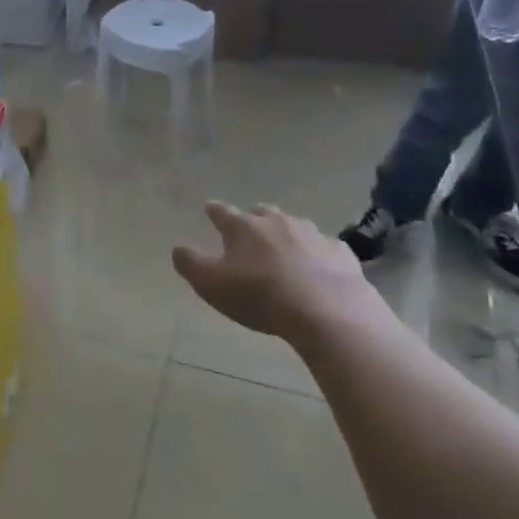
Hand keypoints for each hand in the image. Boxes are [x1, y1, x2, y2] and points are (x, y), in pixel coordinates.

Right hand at [172, 201, 372, 341]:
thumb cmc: (260, 296)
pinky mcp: (340, 252)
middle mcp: (277, 221)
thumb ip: (190, 264)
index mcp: (243, 227)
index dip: (214, 211)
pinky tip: (319, 269)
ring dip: (287, 234)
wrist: (327, 310)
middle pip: (262, 212)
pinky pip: (325, 247)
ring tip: (285, 250)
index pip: (222, 212)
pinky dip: (318, 254)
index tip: (209, 208)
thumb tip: (178, 248)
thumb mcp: (211, 284)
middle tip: (250, 230)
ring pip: (295, 226)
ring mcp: (312, 233)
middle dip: (254, 218)